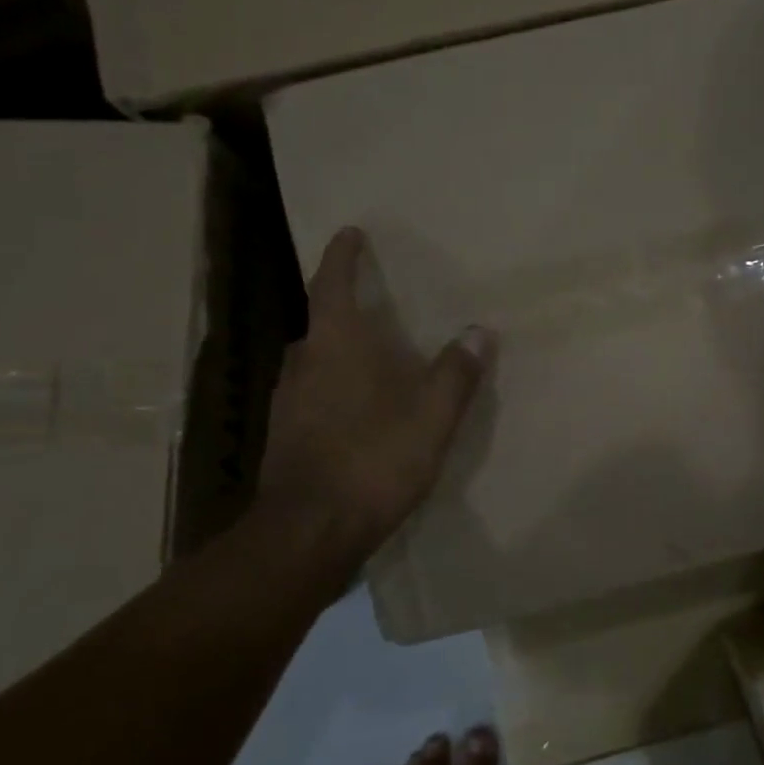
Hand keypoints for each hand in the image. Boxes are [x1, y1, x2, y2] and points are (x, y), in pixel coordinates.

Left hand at [255, 227, 495, 561]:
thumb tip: (478, 331)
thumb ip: (455, 371)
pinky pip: (311, 395)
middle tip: (373, 304)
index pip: (332, 284)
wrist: (309, 532)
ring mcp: (287, 404)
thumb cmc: (372, 460)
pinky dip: (333, 388)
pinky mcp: (285, 438)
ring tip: (370, 356)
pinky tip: (356, 410)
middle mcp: (302, 365)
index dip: (342, 256)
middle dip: (342, 308)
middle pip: (320, 323)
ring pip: (314, 362)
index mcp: (334, 345)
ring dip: (337, 351)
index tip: (350, 232)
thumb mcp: (431, 415)